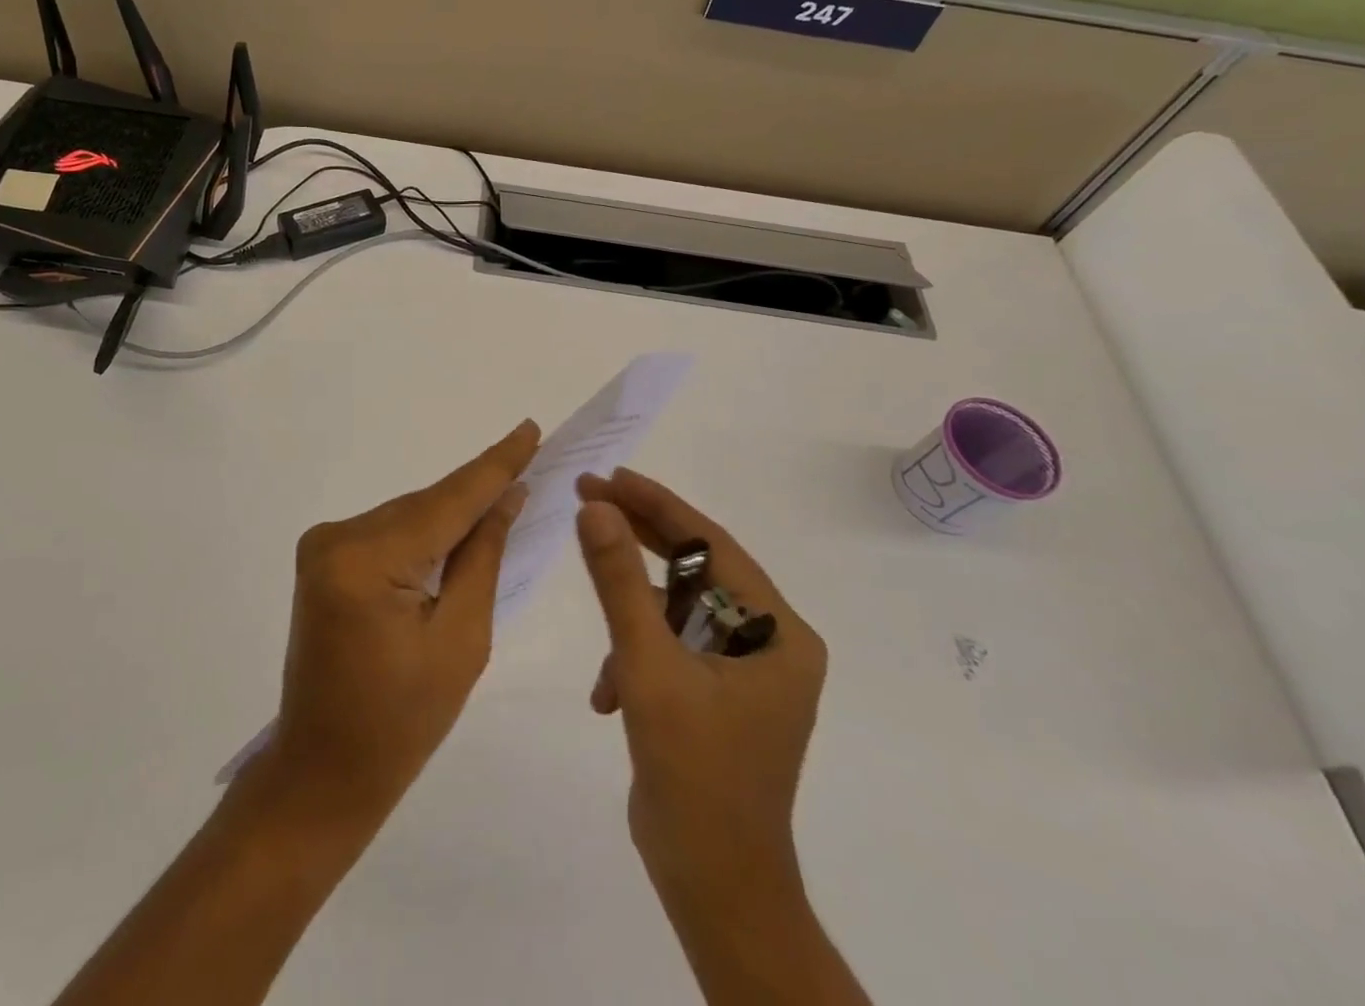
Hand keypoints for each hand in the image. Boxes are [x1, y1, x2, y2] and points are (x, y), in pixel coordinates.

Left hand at [262, 420, 539, 834]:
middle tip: (532, 464)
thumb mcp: (462, 641)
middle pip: (427, 505)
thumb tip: (507, 496)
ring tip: (505, 501)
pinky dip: (426, 533)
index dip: (495, 464)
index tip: (530, 428)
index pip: (448, 500)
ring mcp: (324, 545)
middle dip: (478, 492)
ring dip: (453, 514)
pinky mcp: (324, 557)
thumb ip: (483, 557)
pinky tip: (460, 531)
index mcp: (367, 561)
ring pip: (410, 515)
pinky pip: (391, 531)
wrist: (322, 771)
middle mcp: (337, 537)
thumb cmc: (402, 723)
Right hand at [573, 468, 826, 900]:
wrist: (713, 890)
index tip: (606, 475)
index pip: (711, 543)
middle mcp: (771, 643)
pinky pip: (672, 647)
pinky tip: (609, 696)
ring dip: (632, 615)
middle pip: (696, 569)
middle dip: (638, 537)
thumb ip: (620, 582)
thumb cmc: (694, 775)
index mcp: (778, 632)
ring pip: (677, 609)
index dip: (656, 504)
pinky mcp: (719, 695)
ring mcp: (745, 671)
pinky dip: (637, 657)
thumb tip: (594, 507)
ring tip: (596, 623)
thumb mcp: (648, 667)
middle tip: (586, 497)